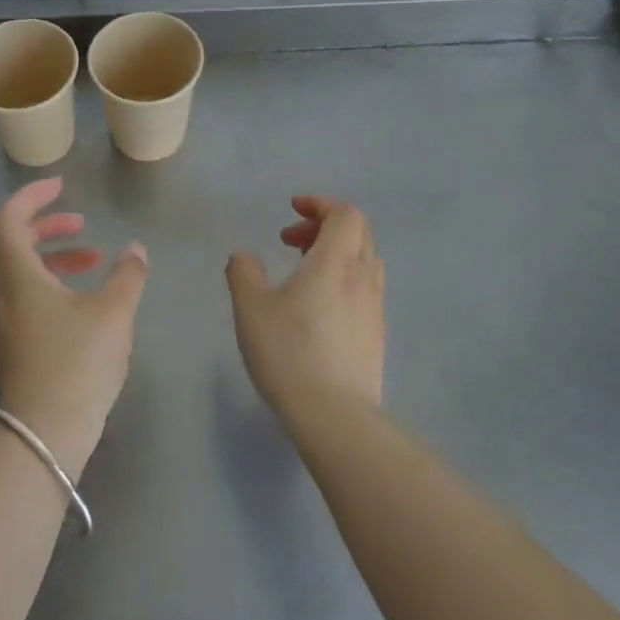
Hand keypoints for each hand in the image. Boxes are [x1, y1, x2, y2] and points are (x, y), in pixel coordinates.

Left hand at [0, 179, 148, 472]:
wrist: (44, 434)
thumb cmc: (77, 363)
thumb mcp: (114, 313)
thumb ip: (128, 275)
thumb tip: (136, 250)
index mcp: (15, 274)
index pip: (8, 217)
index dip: (32, 196)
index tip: (62, 188)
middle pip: (8, 241)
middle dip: (44, 224)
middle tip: (79, 223)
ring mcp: (0, 320)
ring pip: (15, 270)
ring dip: (49, 255)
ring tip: (91, 260)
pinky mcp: (8, 343)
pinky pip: (19, 294)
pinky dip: (45, 281)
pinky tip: (79, 300)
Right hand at [226, 196, 385, 423]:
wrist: (334, 415)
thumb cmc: (288, 351)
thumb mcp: (250, 307)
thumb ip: (243, 272)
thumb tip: (244, 256)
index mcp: (335, 261)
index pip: (345, 214)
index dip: (320, 204)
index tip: (291, 211)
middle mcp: (362, 277)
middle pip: (359, 232)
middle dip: (324, 226)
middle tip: (290, 241)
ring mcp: (374, 308)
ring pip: (365, 261)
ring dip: (337, 252)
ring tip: (303, 272)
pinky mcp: (376, 335)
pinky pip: (366, 289)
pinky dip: (344, 279)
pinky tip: (319, 307)